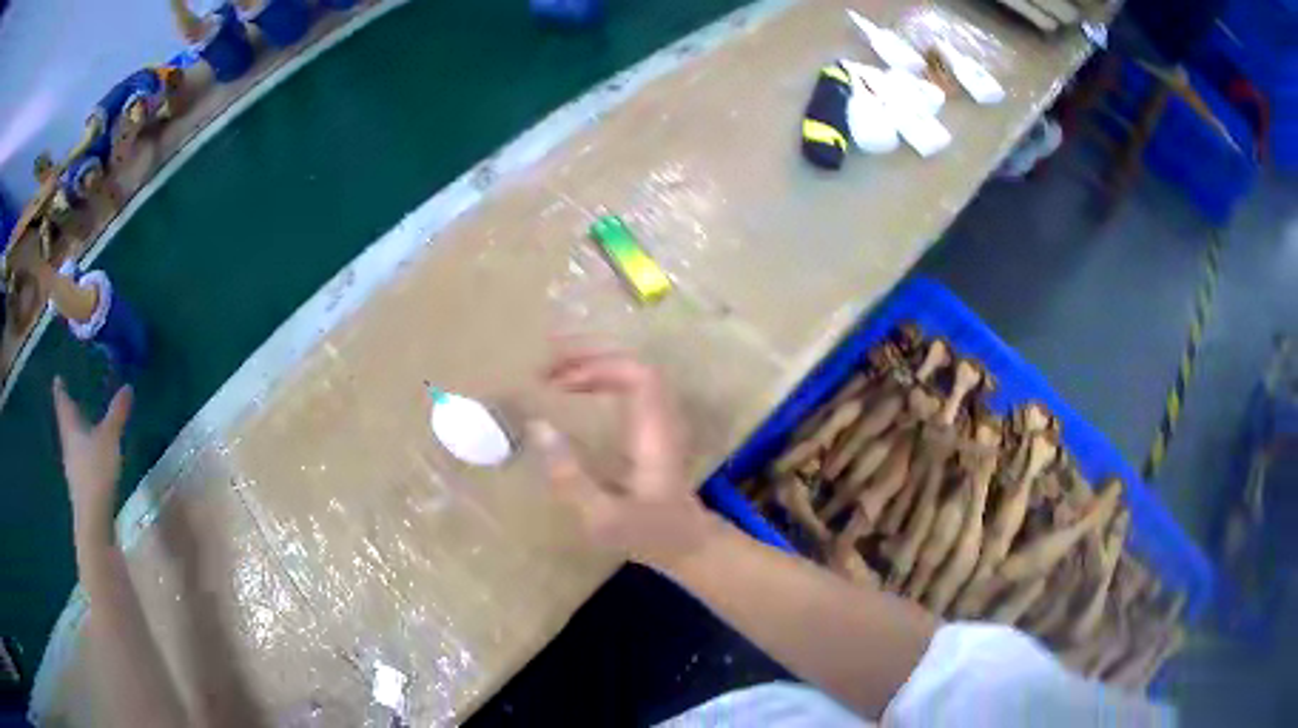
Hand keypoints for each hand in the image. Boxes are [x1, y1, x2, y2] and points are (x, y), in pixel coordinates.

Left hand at [52, 376, 131, 535]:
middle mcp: (68, 445)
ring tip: (82, 427)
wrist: (93, 520)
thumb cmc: (96, 472)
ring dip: (76, 434)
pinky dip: (83, 453)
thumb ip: (117, 414)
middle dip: (68, 412)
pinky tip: (91, 458)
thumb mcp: (109, 439)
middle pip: (66, 424)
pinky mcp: (81, 487)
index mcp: (70, 428)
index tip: (57, 378)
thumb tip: (127, 386)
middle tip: (70, 399)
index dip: (60, 390)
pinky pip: (80, 461)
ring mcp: (73, 468)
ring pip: (72, 444)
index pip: (63, 402)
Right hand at [534, 350, 720, 569]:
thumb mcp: (604, 517)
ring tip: (549, 375)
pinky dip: (595, 379)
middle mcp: (661, 416)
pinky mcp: (650, 427)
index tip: (559, 379)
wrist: (687, 543)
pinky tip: (569, 390)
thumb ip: (571, 478)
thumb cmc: (648, 533)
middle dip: (587, 357)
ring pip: (628, 372)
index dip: (599, 366)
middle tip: (543, 368)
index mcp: (655, 432)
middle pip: (632, 365)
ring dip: (589, 365)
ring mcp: (658, 419)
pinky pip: (625, 386)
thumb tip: (538, 427)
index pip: (639, 376)